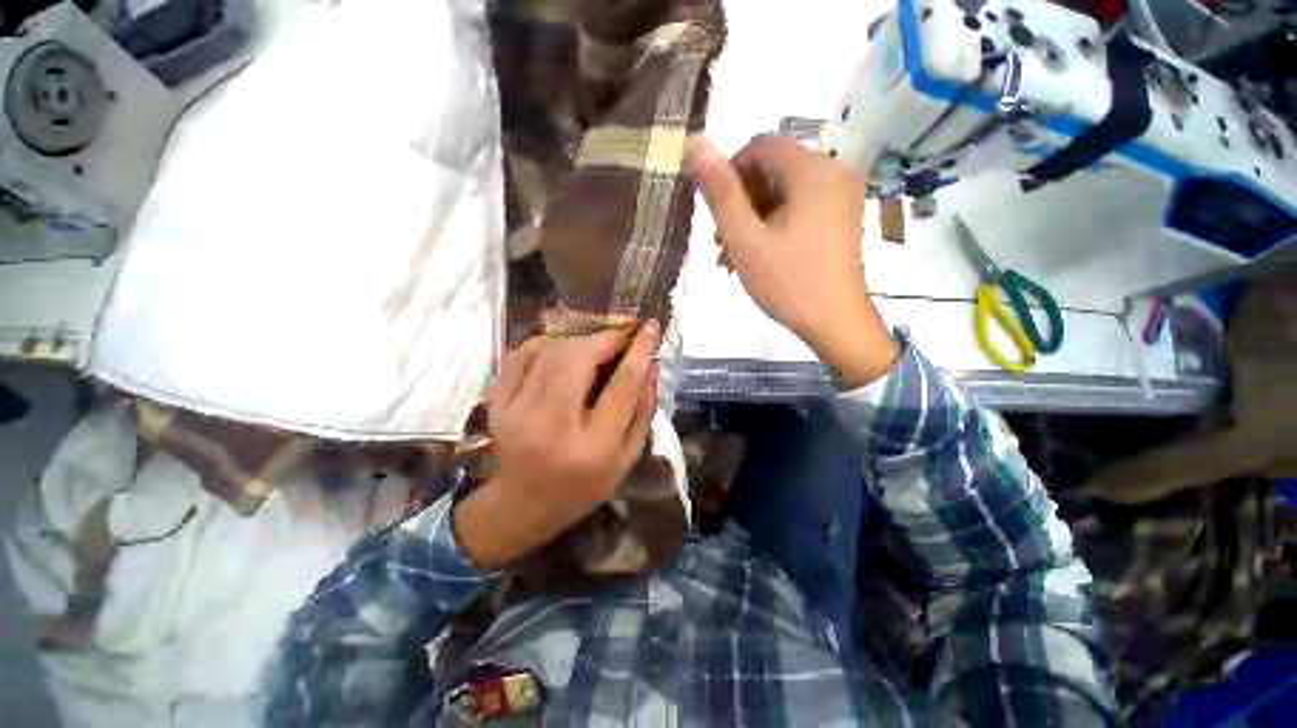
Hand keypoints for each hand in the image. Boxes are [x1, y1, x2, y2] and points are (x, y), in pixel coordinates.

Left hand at [453, 324, 660, 568]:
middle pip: (580, 358)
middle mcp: (553, 424)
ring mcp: (517, 412)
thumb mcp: (627, 456)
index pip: (623, 384)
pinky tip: (561, 351)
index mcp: (594, 446)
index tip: (651, 327)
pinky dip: (546, 344)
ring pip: (551, 351)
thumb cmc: (584, 485)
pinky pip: (521, 355)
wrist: (523, 504)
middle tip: (619, 339)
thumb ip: (643, 409)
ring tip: (594, 348)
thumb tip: (651, 364)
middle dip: (605, 338)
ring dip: (579, 340)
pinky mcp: (497, 404)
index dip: (640, 350)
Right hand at [686, 135, 898, 387]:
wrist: (837, 323)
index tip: (715, 210)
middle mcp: (834, 172)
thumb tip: (695, 144)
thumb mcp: (745, 239)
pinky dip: (773, 225)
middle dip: (740, 201)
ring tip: (732, 255)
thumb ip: (720, 192)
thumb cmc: (788, 282)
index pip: (761, 145)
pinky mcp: (841, 218)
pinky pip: (799, 208)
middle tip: (721, 241)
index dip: (730, 172)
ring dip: (753, 218)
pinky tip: (756, 256)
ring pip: (784, 192)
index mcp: (814, 170)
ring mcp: (841, 197)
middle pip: (773, 169)